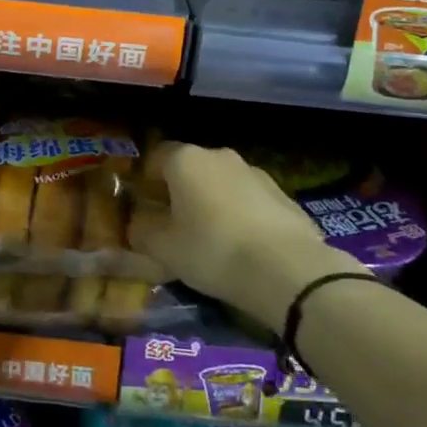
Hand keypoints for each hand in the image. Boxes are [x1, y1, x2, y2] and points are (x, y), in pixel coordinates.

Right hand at [129, 142, 367, 313]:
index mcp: (185, 160)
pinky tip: (243, 247)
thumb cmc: (213, 250)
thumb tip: (137, 225)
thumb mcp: (163, 249)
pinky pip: (249, 200)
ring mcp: (255, 173)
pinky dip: (240, 216)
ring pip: (221, 184)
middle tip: (174, 226)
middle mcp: (220, 156)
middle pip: (189, 168)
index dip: (146, 181)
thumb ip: (142, 232)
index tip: (144, 209)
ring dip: (212, 203)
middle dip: (179, 192)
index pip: (155, 157)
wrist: (289, 270)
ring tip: (211, 240)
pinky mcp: (283, 195)